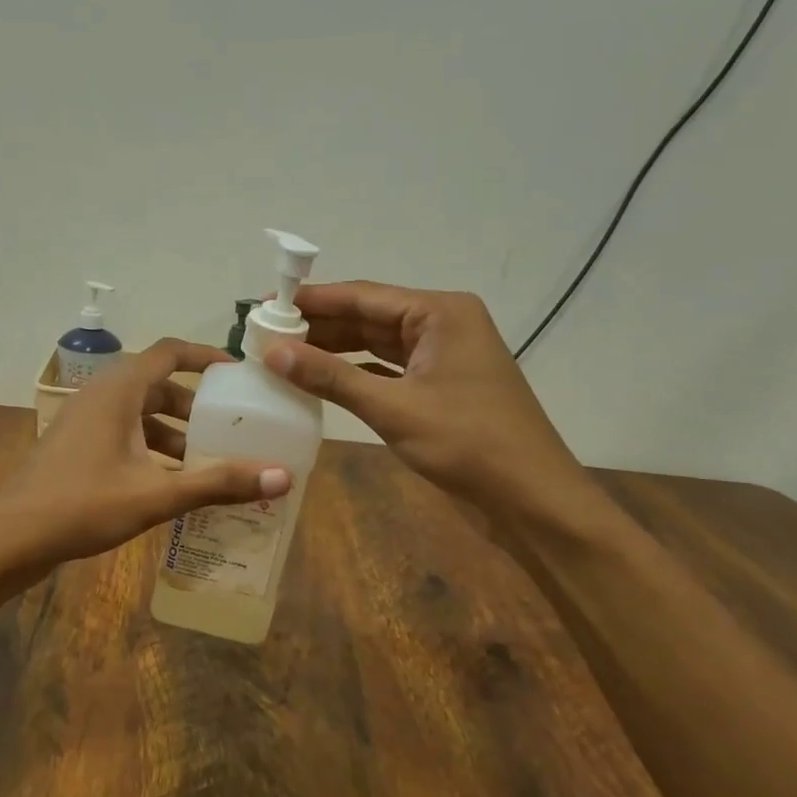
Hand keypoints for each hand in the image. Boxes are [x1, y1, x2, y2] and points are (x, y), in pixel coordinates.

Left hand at [0, 339, 291, 577]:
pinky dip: (149, 448)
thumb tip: (283, 476)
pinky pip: (122, 434)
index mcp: (118, 391)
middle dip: (194, 406)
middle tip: (229, 427)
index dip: (205, 356)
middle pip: (156, 385)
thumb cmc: (82, 506)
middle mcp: (99, 396)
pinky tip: (168, 483)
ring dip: (172, 432)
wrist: (11, 538)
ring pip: (138, 414)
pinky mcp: (74, 446)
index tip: (237, 373)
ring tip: (206, 462)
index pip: (168, 352)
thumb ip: (217, 483)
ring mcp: (82, 421)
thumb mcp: (156, 495)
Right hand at [262, 281, 599, 525]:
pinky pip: (388, 369)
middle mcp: (443, 324)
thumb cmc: (468, 444)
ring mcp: (443, 356)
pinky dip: (355, 374)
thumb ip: (331, 377)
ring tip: (283, 355)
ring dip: (334, 350)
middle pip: (369, 316)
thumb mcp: (393, 408)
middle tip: (265, 334)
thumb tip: (273, 351)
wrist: (532, 500)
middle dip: (319, 326)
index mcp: (440, 312)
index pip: (363, 296)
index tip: (265, 305)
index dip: (311, 301)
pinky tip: (320, 380)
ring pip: (377, 344)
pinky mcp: (440, 386)